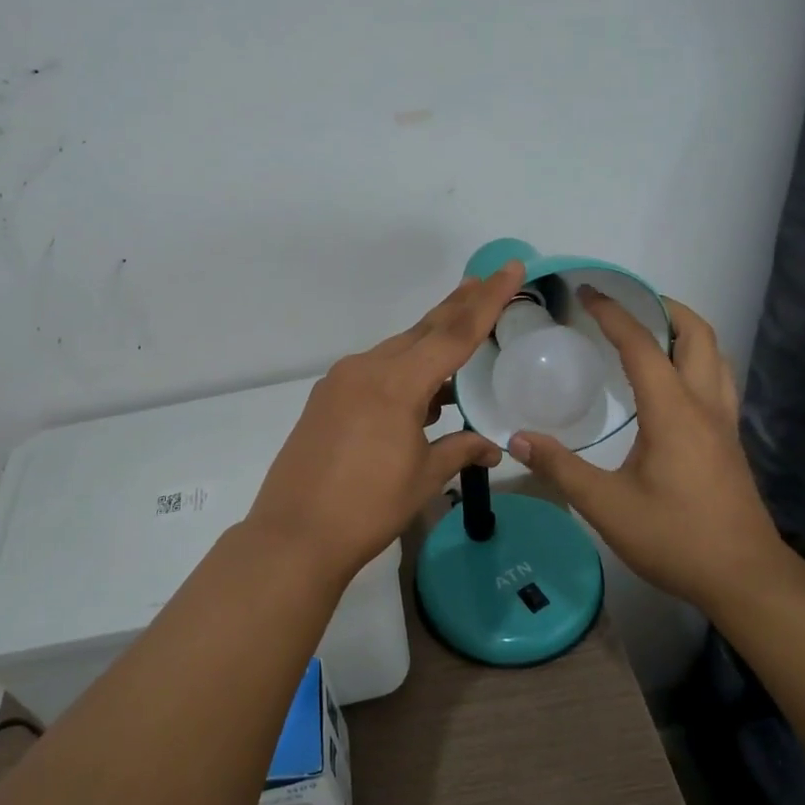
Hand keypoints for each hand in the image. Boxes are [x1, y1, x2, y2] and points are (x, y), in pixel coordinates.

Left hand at [246, 261, 526, 584]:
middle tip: (487, 280)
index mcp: (396, 383)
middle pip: (423, 331)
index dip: (487, 301)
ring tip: (461, 336)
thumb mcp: (424, 477)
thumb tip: (494, 445)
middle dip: (458, 306)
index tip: (510, 269)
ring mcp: (341, 382)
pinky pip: (374, 372)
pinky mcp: (326, 398)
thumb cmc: (368, 507)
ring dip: (430, 344)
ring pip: (397, 351)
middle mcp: (366, 368)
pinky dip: (403, 372)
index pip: (454, 334)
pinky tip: (420, 391)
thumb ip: (460, 449)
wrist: (295, 535)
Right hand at [506, 288, 793, 611]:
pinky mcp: (729, 441)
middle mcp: (705, 405)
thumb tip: (517, 438)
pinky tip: (669, 383)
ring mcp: (724, 423)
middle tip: (626, 304)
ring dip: (684, 331)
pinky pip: (716, 380)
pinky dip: (694, 360)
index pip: (642, 346)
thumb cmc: (675, 538)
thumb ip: (560, 468)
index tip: (587, 292)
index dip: (613, 314)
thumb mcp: (606, 506)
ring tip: (649, 332)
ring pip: (715, 355)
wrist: (746, 578)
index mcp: (673, 411)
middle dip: (663, 307)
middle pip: (697, 334)